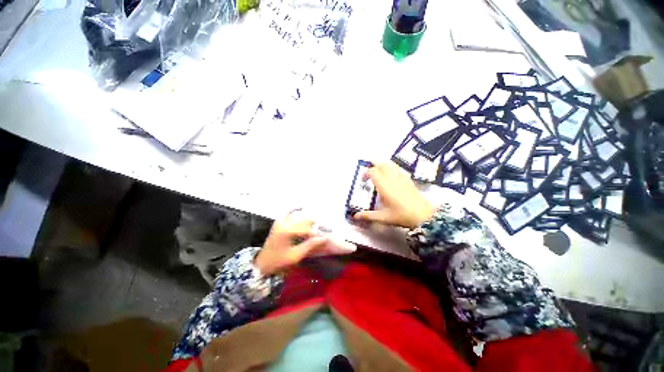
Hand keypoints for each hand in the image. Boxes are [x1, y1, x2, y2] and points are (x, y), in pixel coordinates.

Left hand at [254, 212, 328, 275]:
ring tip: (315, 227)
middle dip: (314, 226)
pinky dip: (295, 209)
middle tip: (323, 231)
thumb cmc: (279, 262)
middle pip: (305, 220)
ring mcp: (280, 221)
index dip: (317, 234)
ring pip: (299, 216)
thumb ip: (310, 245)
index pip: (308, 229)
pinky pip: (288, 212)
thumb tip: (324, 238)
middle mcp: (284, 223)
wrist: (262, 264)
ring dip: (308, 221)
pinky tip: (302, 207)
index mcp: (288, 231)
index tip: (326, 237)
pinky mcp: (278, 222)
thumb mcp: (296, 256)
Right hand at [353, 161, 435, 228]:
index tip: (363, 181)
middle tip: (370, 174)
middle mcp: (391, 178)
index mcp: (384, 185)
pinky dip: (393, 168)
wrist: (423, 215)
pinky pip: (399, 169)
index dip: (366, 173)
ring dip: (383, 165)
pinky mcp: (408, 179)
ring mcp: (401, 177)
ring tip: (379, 172)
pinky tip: (392, 175)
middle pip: (381, 164)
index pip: (373, 172)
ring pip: (390, 164)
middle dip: (374, 166)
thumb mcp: (383, 217)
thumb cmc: (401, 215)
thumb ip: (368, 216)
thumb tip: (355, 216)